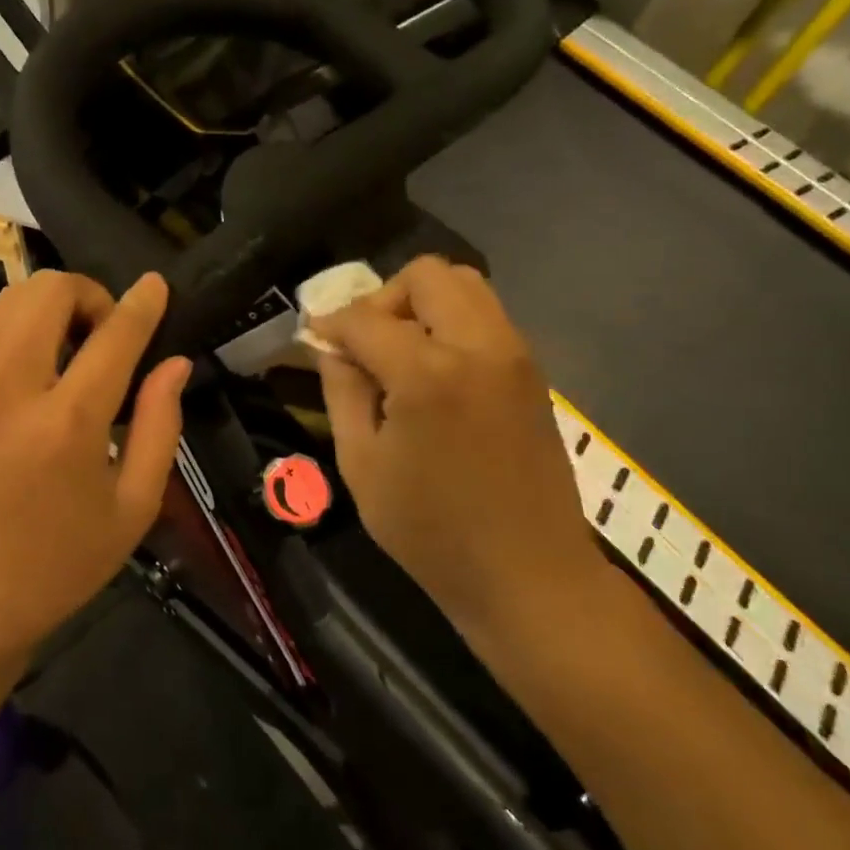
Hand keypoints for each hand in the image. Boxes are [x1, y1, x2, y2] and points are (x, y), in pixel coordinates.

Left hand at [0, 271, 190, 659]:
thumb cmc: (59, 564)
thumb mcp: (132, 507)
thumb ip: (161, 426)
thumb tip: (175, 362)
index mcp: (66, 425)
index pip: (114, 335)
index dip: (141, 303)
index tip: (153, 285)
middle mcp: (3, 394)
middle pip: (43, 293)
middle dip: (81, 296)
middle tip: (93, 334)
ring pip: (0, 310)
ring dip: (38, 320)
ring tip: (50, 363)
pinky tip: (7, 391)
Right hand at [311, 257, 605, 644]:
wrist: (528, 575)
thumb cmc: (431, 530)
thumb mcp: (361, 464)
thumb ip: (342, 391)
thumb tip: (331, 345)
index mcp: (427, 373)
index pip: (366, 317)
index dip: (331, 323)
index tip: (315, 341)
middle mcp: (478, 346)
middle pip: (427, 274)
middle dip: (385, 298)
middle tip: (367, 344)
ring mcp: (515, 355)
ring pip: (466, 285)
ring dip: (423, 305)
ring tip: (400, 353)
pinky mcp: (533, 372)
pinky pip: (487, 317)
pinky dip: (452, 324)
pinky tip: (434, 373)